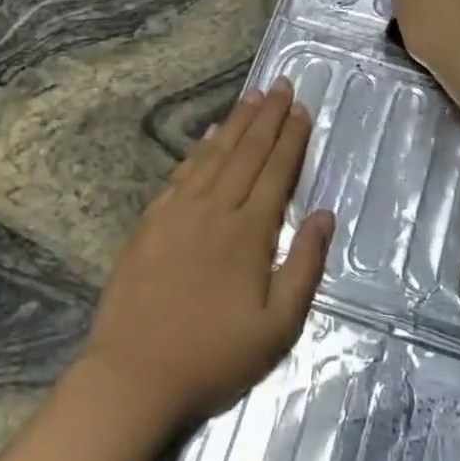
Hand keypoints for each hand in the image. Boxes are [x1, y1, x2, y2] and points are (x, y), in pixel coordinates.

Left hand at [82, 78, 334, 430]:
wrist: (134, 374)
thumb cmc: (213, 356)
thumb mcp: (277, 327)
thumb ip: (305, 266)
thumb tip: (325, 215)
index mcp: (249, 232)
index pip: (276, 171)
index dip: (291, 138)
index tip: (302, 109)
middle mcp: (215, 209)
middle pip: (247, 152)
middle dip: (268, 117)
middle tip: (281, 85)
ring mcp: (179, 212)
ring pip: (215, 155)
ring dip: (237, 123)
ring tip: (253, 97)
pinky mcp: (151, 222)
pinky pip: (182, 173)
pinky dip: (199, 149)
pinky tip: (209, 135)